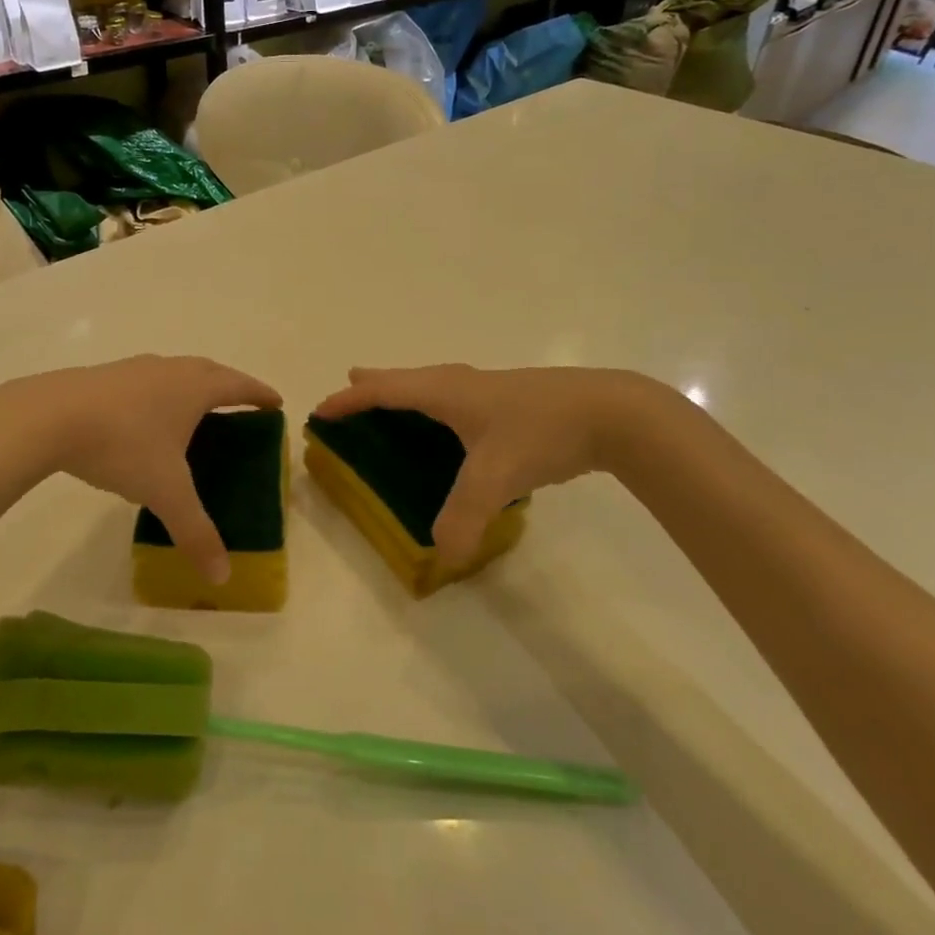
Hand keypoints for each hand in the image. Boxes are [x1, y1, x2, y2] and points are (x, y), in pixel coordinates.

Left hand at [0, 355, 281, 583]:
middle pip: (209, 371)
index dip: (259, 394)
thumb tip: (221, 576)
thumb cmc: (123, 445)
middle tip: (240, 405)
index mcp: (194, 388)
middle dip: (229, 386)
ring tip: (193, 411)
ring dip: (191, 385)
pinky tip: (143, 418)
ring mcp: (134, 369)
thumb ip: (195, 532)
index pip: (239, 386)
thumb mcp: (165, 492)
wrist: (50, 417)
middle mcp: (169, 369)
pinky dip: (157, 393)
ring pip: (174, 371)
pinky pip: (145, 381)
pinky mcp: (104, 376)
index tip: (275, 402)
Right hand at [313, 365, 660, 568]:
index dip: (350, 400)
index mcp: (445, 392)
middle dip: (375, 384)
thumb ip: (463, 517)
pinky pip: (456, 398)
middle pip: (406, 378)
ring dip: (406, 391)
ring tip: (393, 400)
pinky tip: (453, 424)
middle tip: (350, 384)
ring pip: (433, 385)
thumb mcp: (496, 478)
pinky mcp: (512, 401)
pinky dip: (435, 404)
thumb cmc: (541, 432)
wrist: (612, 412)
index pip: (384, 391)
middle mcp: (461, 384)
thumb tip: (440, 555)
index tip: (322, 410)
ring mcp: (489, 389)